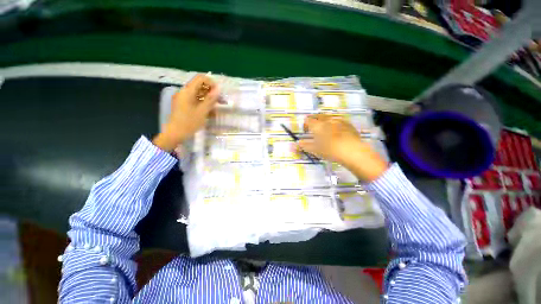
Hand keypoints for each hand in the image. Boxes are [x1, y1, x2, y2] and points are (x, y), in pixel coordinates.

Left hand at [153, 74, 218, 151]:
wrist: (174, 134)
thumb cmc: (189, 123)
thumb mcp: (202, 111)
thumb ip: (210, 99)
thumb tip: (218, 89)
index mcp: (187, 91)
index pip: (200, 78)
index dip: (211, 83)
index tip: (219, 93)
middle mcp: (184, 92)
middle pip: (199, 85)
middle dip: (211, 91)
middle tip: (221, 101)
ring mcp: (183, 98)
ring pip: (198, 93)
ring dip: (208, 98)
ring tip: (216, 107)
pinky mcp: (183, 104)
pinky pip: (195, 99)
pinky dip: (203, 103)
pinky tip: (209, 111)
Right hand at [298, 114, 387, 181]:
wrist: (353, 151)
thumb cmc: (331, 151)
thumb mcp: (316, 150)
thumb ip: (305, 146)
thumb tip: (296, 144)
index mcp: (318, 125)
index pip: (308, 120)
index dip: (305, 125)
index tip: (306, 131)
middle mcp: (327, 120)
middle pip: (317, 116)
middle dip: (313, 120)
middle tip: (313, 127)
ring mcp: (338, 120)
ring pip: (328, 116)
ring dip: (323, 120)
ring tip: (323, 127)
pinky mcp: (347, 123)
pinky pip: (337, 119)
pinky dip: (333, 122)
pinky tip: (336, 128)